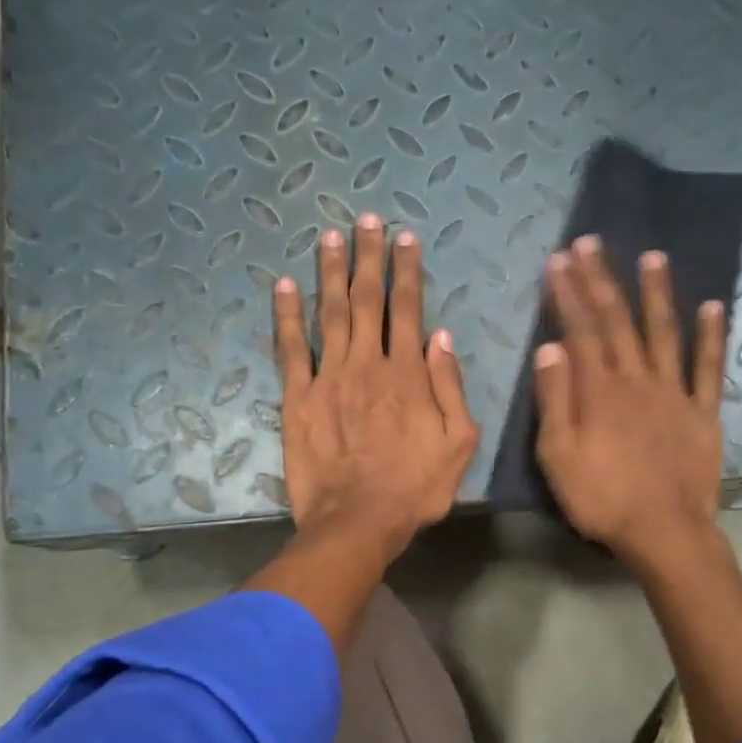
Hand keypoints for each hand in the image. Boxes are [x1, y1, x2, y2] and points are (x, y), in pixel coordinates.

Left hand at [273, 213, 478, 565]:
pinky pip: (290, 349)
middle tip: (365, 220)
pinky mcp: (297, 398)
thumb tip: (441, 337)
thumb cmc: (415, 488)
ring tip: (329, 237)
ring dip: (329, 272)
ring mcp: (328, 378)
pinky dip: (286, 316)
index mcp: (408, 374)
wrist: (358, 521)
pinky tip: (283, 286)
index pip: (408, 309)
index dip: (406, 271)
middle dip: (367, 257)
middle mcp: (367, 364)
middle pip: (366, 300)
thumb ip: (451, 387)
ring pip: (329, 313)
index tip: (404, 238)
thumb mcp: (458, 444)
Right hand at [533, 237, 726, 570]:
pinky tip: (714, 306)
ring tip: (653, 256)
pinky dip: (711, 337)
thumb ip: (554, 400)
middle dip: (602, 280)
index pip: (580, 330)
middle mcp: (637, 380)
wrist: (664, 531)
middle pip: (617, 322)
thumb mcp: (558, 456)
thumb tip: (550, 347)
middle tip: (591, 243)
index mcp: (599, 391)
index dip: (569, 293)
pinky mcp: (703, 413)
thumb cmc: (602, 498)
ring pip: (664, 333)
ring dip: (657, 294)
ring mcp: (674, 393)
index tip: (559, 259)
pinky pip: (708, 369)